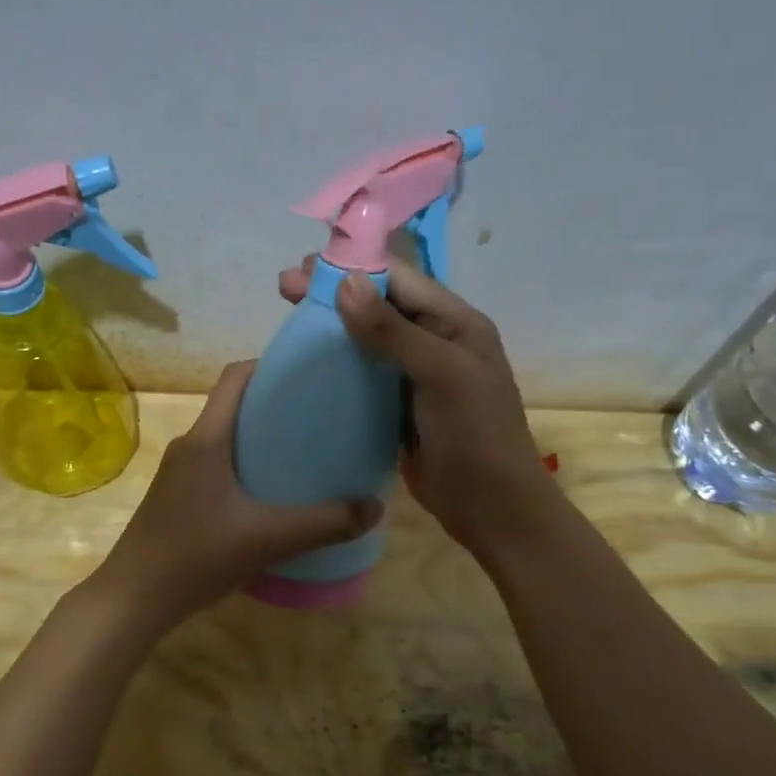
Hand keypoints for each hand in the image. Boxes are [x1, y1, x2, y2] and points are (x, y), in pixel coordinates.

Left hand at [90, 360, 383, 630]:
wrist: (133, 599)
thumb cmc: (196, 556)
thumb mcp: (268, 539)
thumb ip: (324, 523)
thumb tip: (375, 506)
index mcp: (206, 439)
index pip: (235, 377)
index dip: (270, 364)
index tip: (310, 373)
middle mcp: (190, 445)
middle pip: (234, 405)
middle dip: (275, 403)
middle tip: (321, 416)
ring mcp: (180, 472)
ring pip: (226, 437)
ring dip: (261, 437)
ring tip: (304, 452)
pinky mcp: (178, 496)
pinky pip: (217, 464)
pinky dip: (246, 465)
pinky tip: (272, 493)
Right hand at [278, 255, 555, 557]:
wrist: (490, 507)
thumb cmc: (474, 434)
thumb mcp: (439, 374)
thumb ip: (393, 330)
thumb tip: (345, 283)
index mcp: (455, 323)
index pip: (400, 280)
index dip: (354, 268)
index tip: (306, 268)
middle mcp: (434, 341)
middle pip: (379, 305)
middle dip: (334, 292)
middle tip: (285, 286)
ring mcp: (413, 375)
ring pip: (367, 338)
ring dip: (331, 325)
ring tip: (287, 315)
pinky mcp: (395, 405)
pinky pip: (362, 374)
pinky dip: (336, 362)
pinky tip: (307, 360)